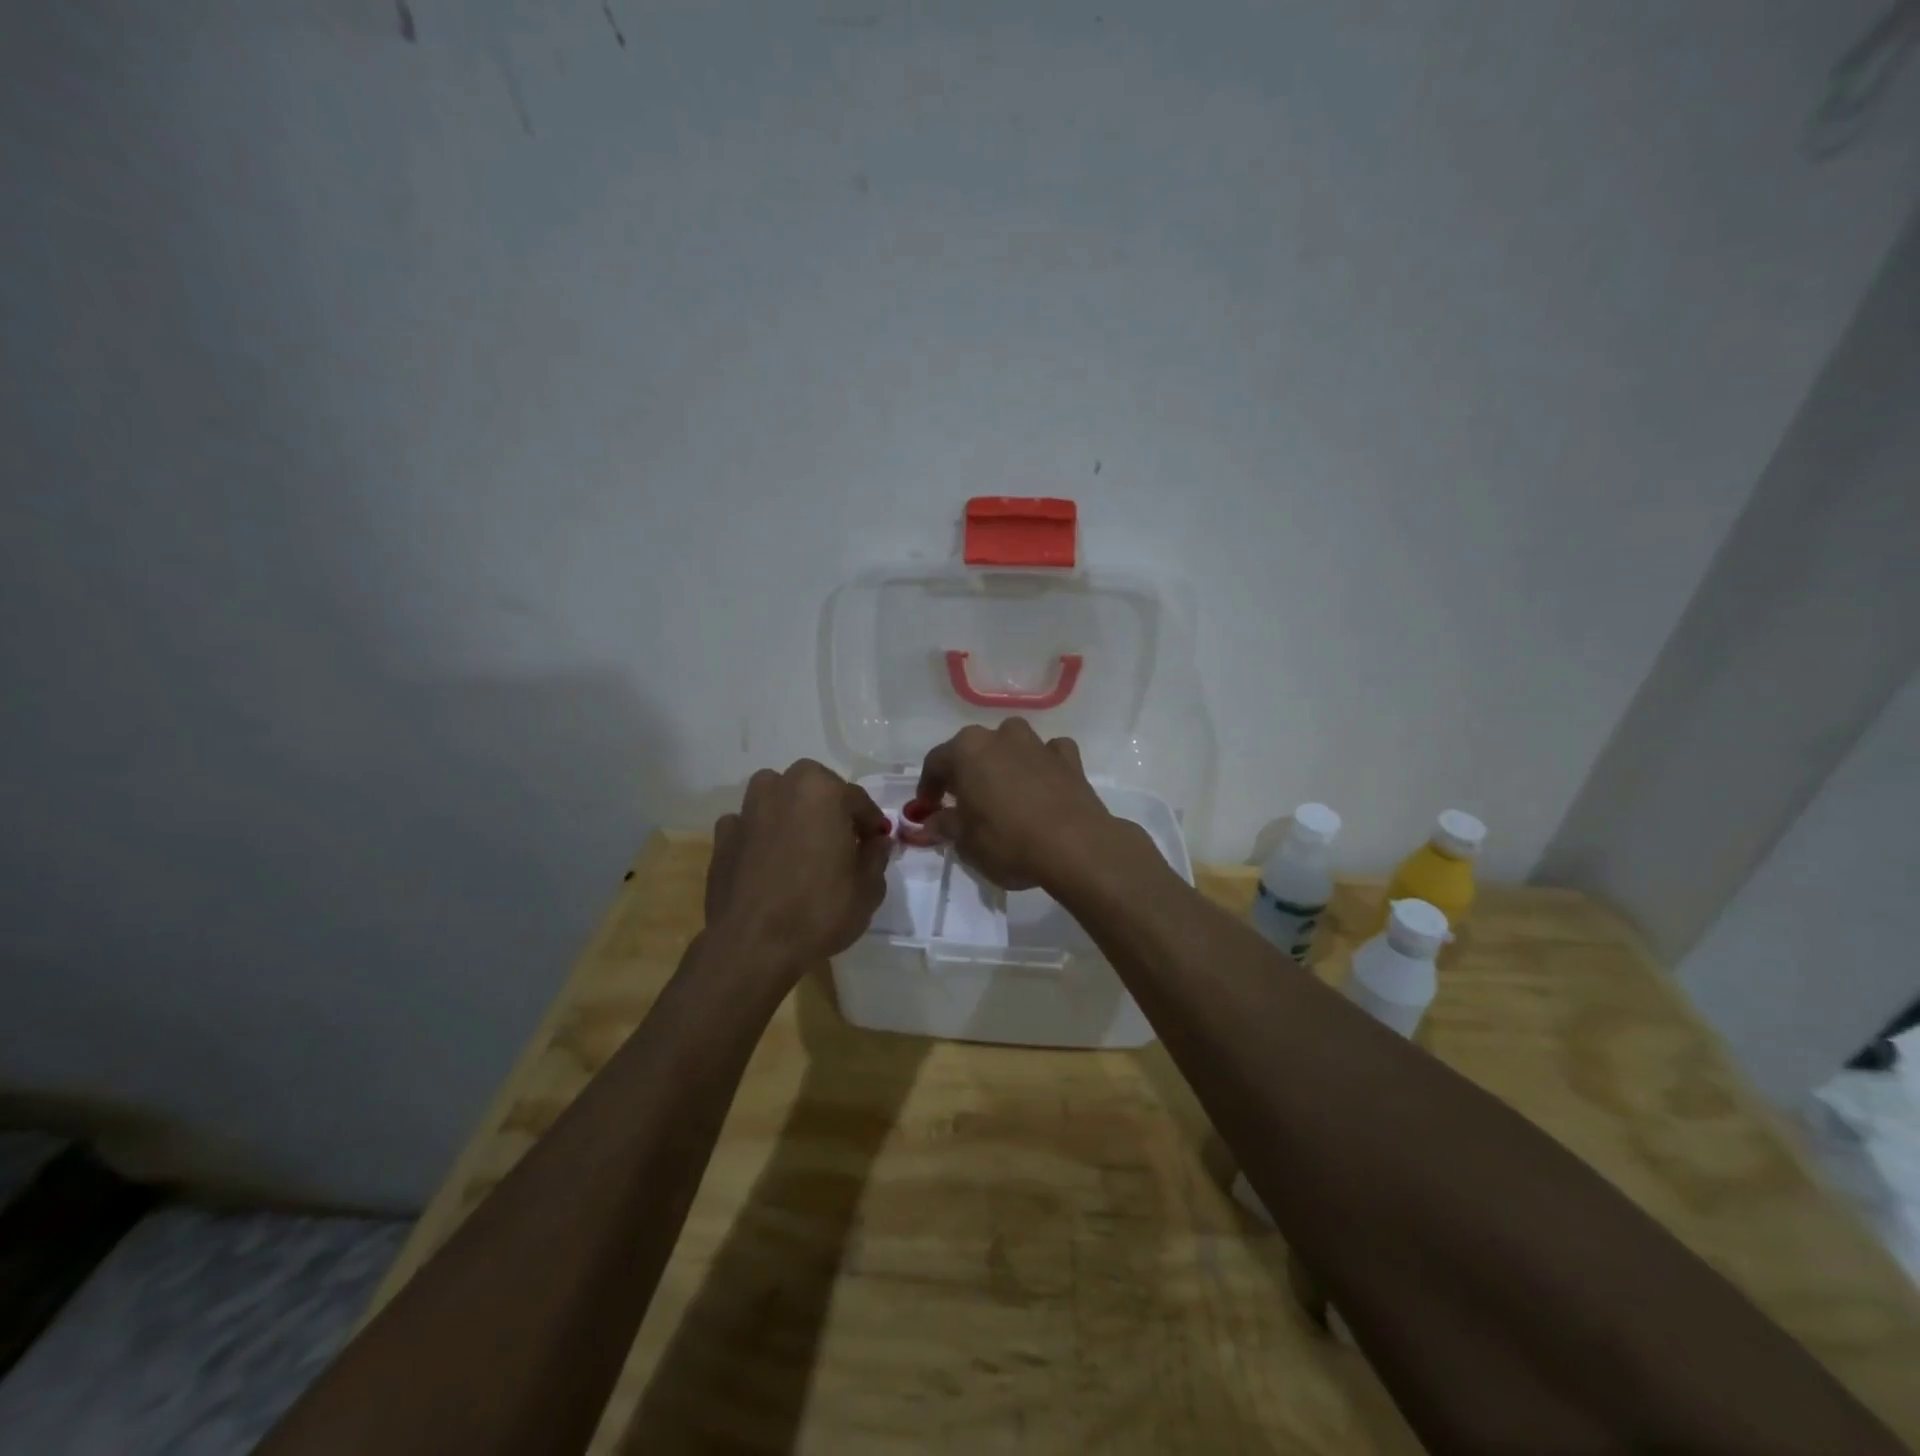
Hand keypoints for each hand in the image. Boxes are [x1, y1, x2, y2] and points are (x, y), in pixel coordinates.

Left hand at [705, 760, 889, 965]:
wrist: (752, 946)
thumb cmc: (819, 911)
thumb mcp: (868, 889)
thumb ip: (876, 856)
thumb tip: (877, 841)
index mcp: (822, 791)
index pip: (857, 799)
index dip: (870, 823)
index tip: (876, 843)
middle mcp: (781, 787)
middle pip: (814, 788)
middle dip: (830, 808)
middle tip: (840, 841)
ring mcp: (747, 810)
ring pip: (777, 797)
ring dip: (792, 811)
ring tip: (802, 844)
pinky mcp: (722, 836)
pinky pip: (749, 824)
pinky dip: (760, 833)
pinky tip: (768, 860)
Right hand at [913, 718, 1141, 890]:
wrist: (1075, 846)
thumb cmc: (1008, 842)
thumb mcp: (966, 842)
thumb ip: (945, 826)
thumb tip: (932, 822)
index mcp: (967, 750)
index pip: (936, 763)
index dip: (928, 787)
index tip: (927, 809)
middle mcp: (1001, 736)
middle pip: (974, 750)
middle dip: (966, 773)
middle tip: (963, 802)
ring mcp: (1038, 744)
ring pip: (1012, 746)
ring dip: (1004, 763)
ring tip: (1004, 794)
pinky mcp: (1069, 758)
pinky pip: (1048, 755)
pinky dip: (1042, 766)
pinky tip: (1042, 786)